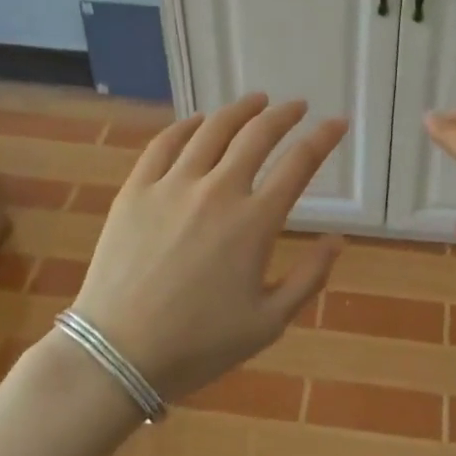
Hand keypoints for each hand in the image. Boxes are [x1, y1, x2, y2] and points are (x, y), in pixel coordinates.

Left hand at [71, 94, 346, 400]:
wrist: (117, 355)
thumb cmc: (198, 345)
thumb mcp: (268, 323)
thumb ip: (309, 277)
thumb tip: (338, 240)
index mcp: (254, 223)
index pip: (299, 164)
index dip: (323, 138)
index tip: (337, 123)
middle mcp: (218, 191)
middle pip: (258, 134)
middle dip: (284, 114)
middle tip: (297, 106)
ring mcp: (173, 185)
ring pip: (212, 129)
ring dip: (240, 110)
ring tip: (256, 101)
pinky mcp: (137, 189)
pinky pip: (165, 143)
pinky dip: (187, 125)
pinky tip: (198, 121)